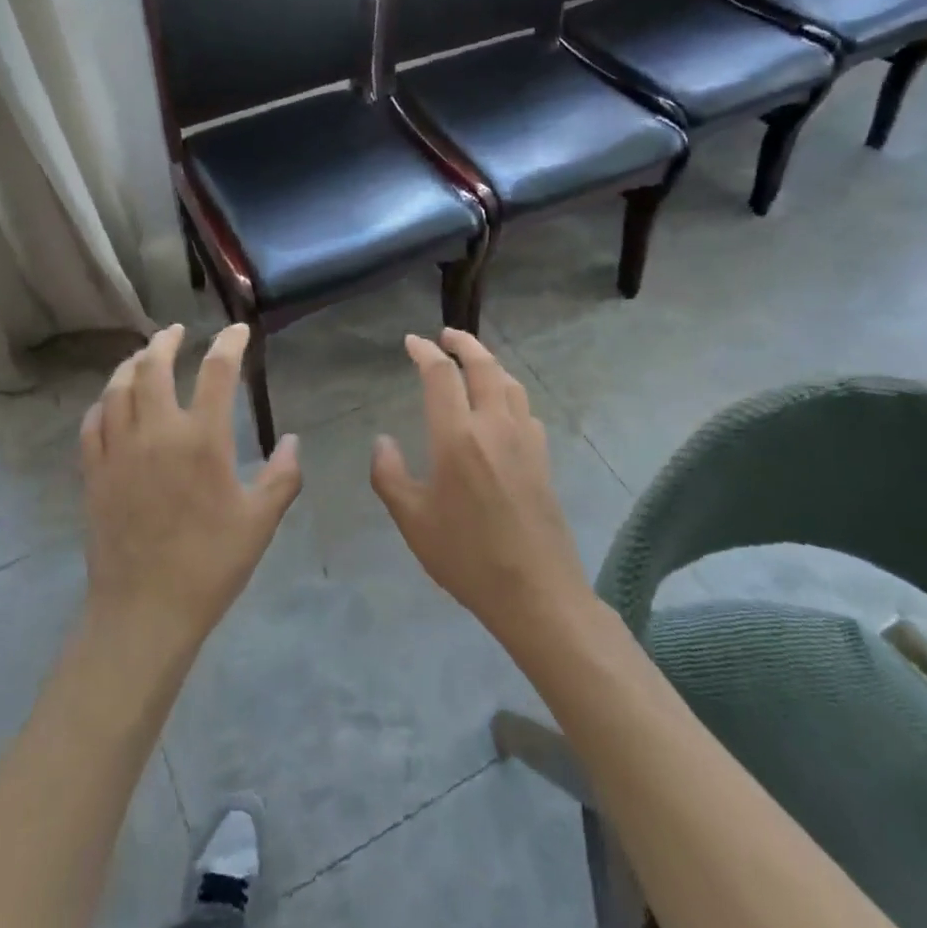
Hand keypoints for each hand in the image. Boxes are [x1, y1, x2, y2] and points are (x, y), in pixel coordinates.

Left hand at [80, 323, 301, 655]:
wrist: (144, 611)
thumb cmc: (210, 565)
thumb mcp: (260, 522)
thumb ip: (282, 476)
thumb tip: (290, 440)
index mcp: (202, 440)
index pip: (217, 371)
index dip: (229, 343)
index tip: (237, 330)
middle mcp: (156, 432)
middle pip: (153, 366)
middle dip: (166, 341)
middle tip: (176, 331)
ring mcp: (118, 451)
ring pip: (117, 389)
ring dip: (131, 365)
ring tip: (143, 357)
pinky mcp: (94, 473)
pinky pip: (92, 424)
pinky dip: (103, 403)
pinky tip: (111, 403)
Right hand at [371, 330, 591, 647]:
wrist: (537, 593)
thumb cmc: (466, 556)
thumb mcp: (413, 520)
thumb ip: (390, 474)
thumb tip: (382, 439)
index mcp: (457, 436)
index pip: (441, 375)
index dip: (425, 352)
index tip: (412, 341)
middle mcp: (494, 426)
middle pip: (484, 366)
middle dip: (464, 343)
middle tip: (447, 334)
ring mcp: (525, 440)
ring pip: (510, 383)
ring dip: (490, 363)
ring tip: (474, 361)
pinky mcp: (544, 458)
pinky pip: (526, 408)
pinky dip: (509, 392)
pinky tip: (503, 406)